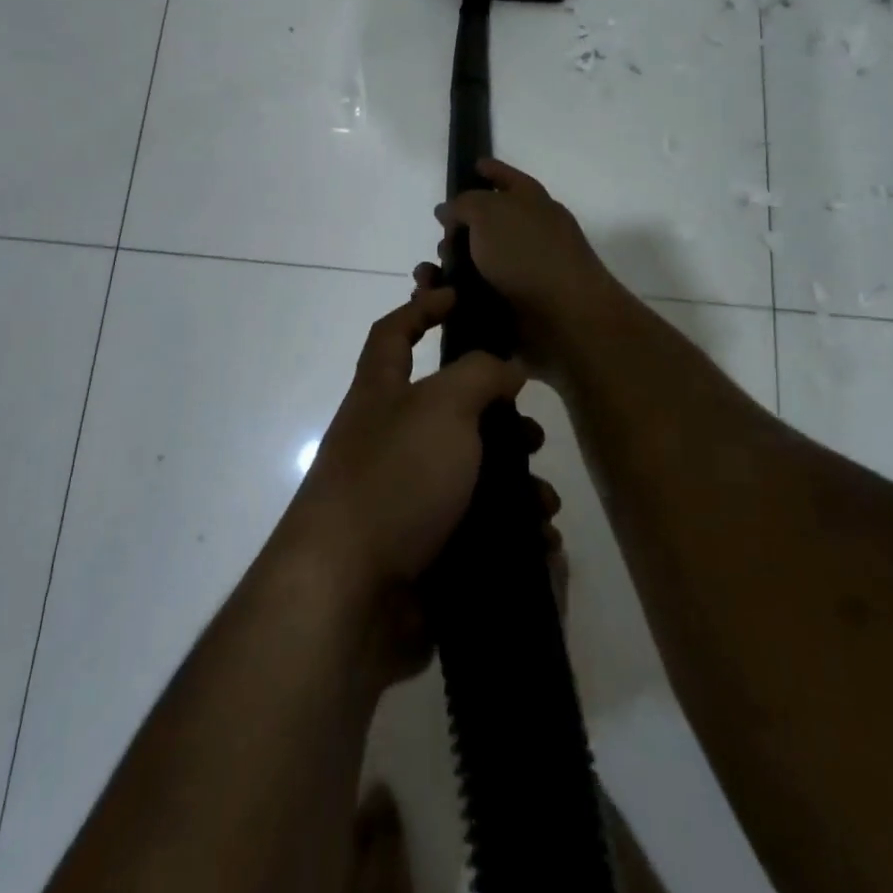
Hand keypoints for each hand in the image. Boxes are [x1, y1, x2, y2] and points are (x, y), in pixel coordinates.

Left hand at [274, 287, 557, 683]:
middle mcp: (388, 440)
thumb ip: (479, 375)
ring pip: (471, 475)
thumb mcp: (442, 407)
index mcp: (381, 394)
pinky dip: (511, 533)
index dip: (422, 307)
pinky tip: (539, 544)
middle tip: (531, 431)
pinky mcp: (423, 550)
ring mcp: (404, 498)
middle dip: (496, 416)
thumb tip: (505, 366)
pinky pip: (477, 531)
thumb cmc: (394, 478)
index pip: (393, 333)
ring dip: (514, 483)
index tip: (459, 296)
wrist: (349, 595)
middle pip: (447, 410)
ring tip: (543, 501)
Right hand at [428, 158, 621, 371]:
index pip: (509, 179)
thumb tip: (449, 211)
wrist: (563, 319)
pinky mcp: (511, 308)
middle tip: (442, 239)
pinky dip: (450, 296)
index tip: (473, 166)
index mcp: (532, 204)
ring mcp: (522, 273)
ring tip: (427, 277)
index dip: (491, 170)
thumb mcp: (490, 213)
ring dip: (447, 267)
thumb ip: (465, 204)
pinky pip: (471, 297)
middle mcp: (529, 236)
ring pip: (474, 263)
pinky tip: (432, 298)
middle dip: (456, 230)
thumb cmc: (528, 254)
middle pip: (486, 225)